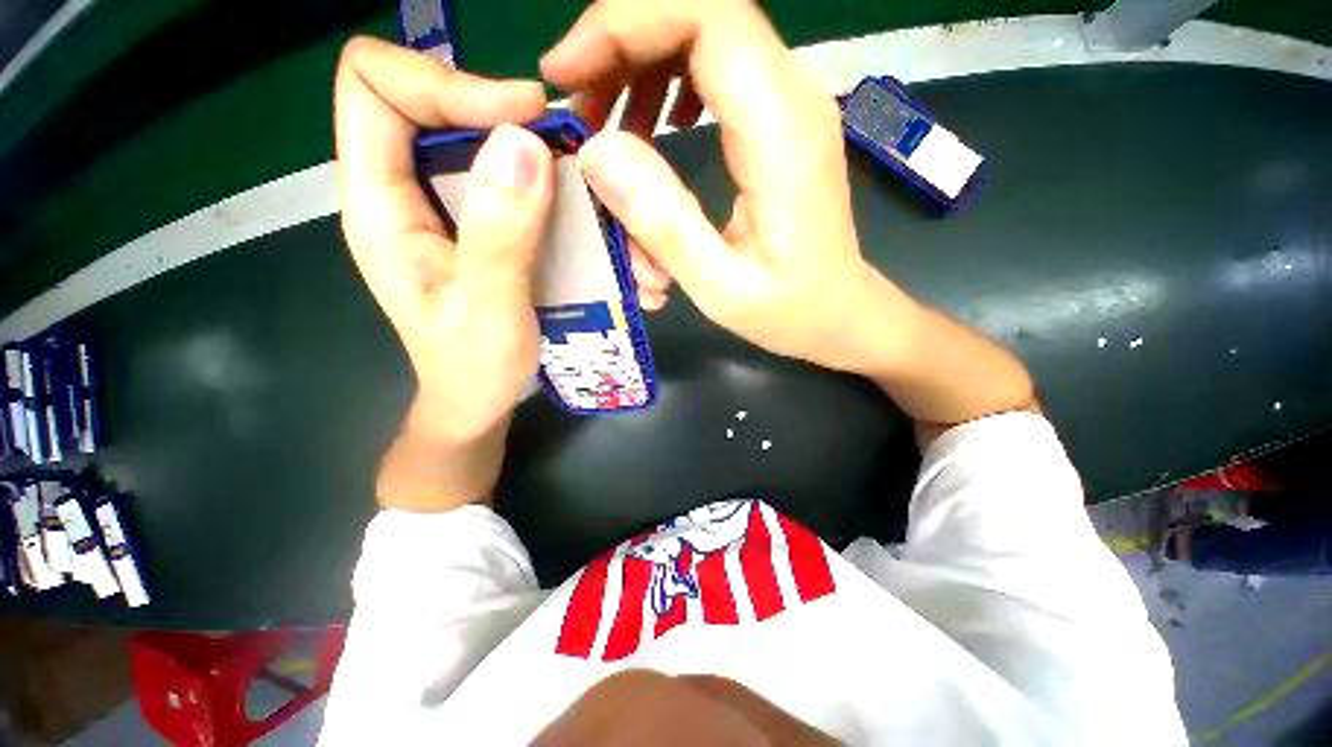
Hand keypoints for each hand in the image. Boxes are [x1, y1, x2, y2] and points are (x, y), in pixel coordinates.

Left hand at [336, 37, 552, 440]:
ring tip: (595, 196)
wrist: (478, 403)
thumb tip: (524, 144)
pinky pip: (518, 186)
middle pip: (439, 104)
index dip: (445, 81)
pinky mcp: (485, 229)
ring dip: (547, 161)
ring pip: (487, 144)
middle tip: (570, 153)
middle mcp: (409, 194)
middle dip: (509, 117)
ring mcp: (450, 211)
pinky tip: (592, 224)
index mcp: (381, 206)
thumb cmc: (474, 371)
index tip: (523, 116)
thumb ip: (499, 236)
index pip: (375, 87)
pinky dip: (559, 194)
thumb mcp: (489, 313)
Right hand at [541, 0, 921, 374]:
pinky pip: (715, 72)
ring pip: (702, 39)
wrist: (841, 313)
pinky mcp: (777, 124)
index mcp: (779, 130)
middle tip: (580, 108)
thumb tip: (597, 152)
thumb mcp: (721, 286)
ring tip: (608, 127)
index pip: (703, 15)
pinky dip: (669, 87)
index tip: (567, 74)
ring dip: (642, 68)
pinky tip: (655, 129)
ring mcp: (787, 105)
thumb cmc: (790, 310)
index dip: (623, 23)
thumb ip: (664, 223)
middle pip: (697, 14)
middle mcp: (790, 96)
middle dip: (621, 45)